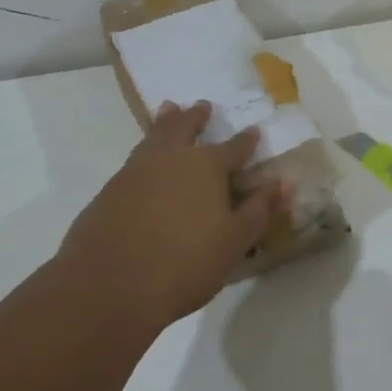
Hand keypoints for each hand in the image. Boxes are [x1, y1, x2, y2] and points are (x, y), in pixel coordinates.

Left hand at [57, 101, 283, 330]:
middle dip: (197, 117)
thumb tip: (282, 182)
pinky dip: (145, 148)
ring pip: (155, 136)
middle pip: (186, 128)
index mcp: (206, 167)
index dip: (246, 141)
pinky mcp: (110, 190)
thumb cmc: (184, 264)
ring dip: (165, 122)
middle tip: (202, 105)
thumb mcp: (234, 242)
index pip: (233, 148)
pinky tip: (145, 159)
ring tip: (169, 110)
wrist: (109, 285)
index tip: (254, 129)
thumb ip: (259, 210)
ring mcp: (136, 171)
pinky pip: (135, 158)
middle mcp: (171, 159)